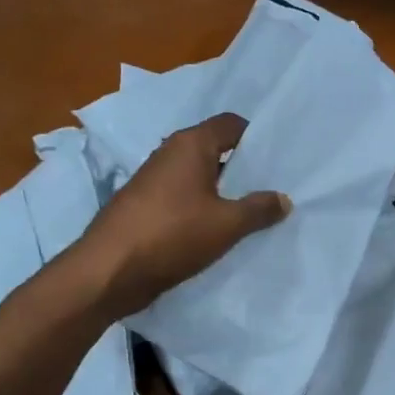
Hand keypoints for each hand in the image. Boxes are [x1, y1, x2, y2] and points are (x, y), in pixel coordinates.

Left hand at [75, 112, 290, 317]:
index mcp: (190, 144)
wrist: (109, 271)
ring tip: (251, 212)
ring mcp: (153, 180)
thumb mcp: (227, 224)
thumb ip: (259, 209)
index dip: (256, 138)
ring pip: (198, 177)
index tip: (278, 160)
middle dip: (242, 168)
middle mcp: (169, 153)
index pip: (231, 124)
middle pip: (214, 149)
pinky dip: (202, 208)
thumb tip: (284, 199)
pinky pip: (183, 198)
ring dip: (222, 191)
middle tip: (272, 188)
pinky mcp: (144, 206)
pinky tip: (218, 230)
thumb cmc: (172, 235)